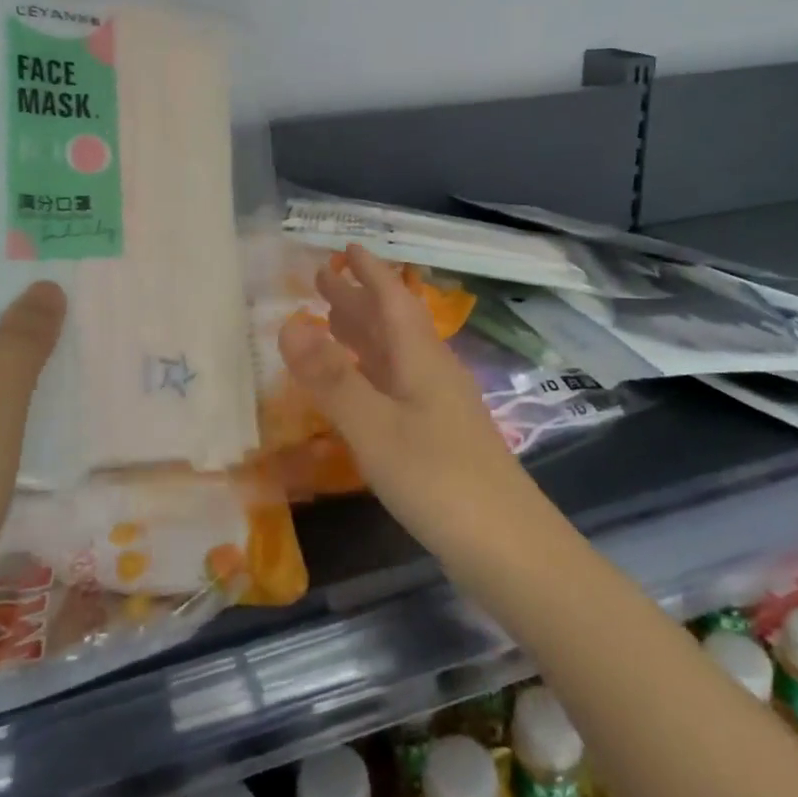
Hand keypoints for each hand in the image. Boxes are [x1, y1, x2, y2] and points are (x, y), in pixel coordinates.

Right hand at [277, 245, 540, 559]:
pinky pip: (397, 384)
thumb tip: (288, 322)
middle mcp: (432, 372)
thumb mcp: (375, 427)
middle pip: (392, 322)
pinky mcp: (440, 437)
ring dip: (364, 332)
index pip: (392, 299)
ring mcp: (439, 406)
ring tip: (332, 318)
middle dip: (358, 297)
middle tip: (322, 277)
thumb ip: (332, 378)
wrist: (509, 548)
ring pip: (395, 354)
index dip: (369, 272)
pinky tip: (360, 386)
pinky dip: (371, 371)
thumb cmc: (438, 480)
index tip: (345, 247)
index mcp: (421, 358)